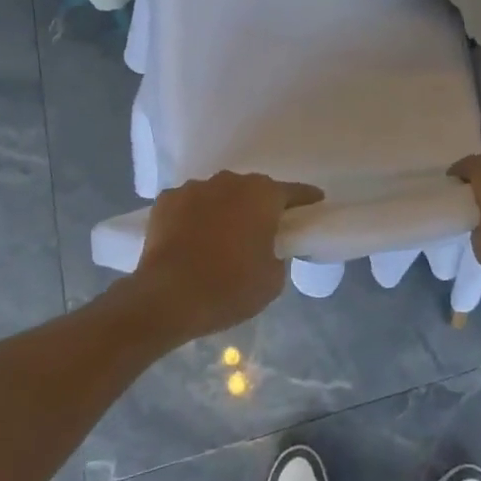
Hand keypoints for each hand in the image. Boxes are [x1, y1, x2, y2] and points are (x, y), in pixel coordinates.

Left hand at [133, 171, 323, 339]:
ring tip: (219, 241)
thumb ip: (278, 254)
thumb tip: (268, 248)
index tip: (314, 207)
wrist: (166, 298)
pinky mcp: (165, 200)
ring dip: (224, 211)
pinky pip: (189, 206)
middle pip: (253, 191)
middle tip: (260, 234)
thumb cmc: (229, 288)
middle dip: (258, 208)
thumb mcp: (272, 280)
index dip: (306, 201)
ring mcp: (194, 187)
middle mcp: (230, 181)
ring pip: (218, 196)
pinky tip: (189, 241)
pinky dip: (193, 218)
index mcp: (262, 195)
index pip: (294, 192)